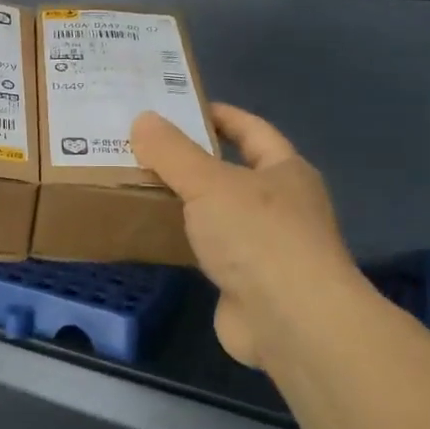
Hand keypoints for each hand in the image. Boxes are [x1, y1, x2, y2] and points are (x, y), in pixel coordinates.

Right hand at [131, 104, 358, 368]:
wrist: (291, 321)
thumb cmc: (258, 236)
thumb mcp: (209, 183)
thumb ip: (173, 152)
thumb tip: (142, 119)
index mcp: (286, 172)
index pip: (252, 130)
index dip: (220, 115)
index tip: (180, 108)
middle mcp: (282, 205)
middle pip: (233, 172)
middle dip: (193, 161)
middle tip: (144, 149)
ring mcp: (267, 247)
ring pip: (219, 213)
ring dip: (187, 203)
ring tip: (139, 187)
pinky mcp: (248, 282)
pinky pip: (210, 250)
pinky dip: (185, 240)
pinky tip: (154, 235)